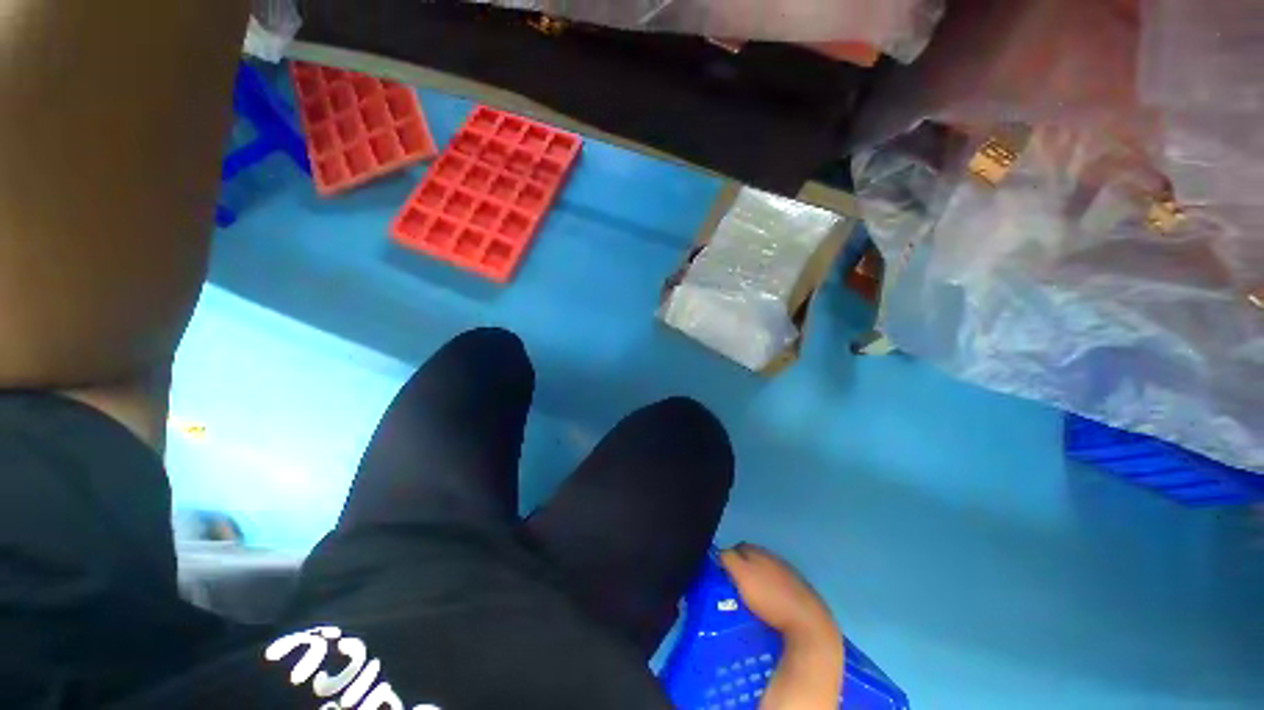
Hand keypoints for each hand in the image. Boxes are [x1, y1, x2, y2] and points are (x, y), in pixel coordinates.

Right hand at [719, 543, 839, 642]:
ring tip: (750, 598)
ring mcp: (791, 576)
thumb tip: (720, 553)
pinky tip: (769, 606)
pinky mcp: (801, 594)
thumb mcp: (742, 575)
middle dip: (743, 568)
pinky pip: (780, 587)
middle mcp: (775, 559)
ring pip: (768, 572)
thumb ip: (729, 559)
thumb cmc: (770, 599)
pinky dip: (772, 592)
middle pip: (754, 559)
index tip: (722, 573)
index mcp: (760, 552)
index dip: (729, 558)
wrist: (808, 625)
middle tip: (734, 585)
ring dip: (758, 580)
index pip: (739, 547)